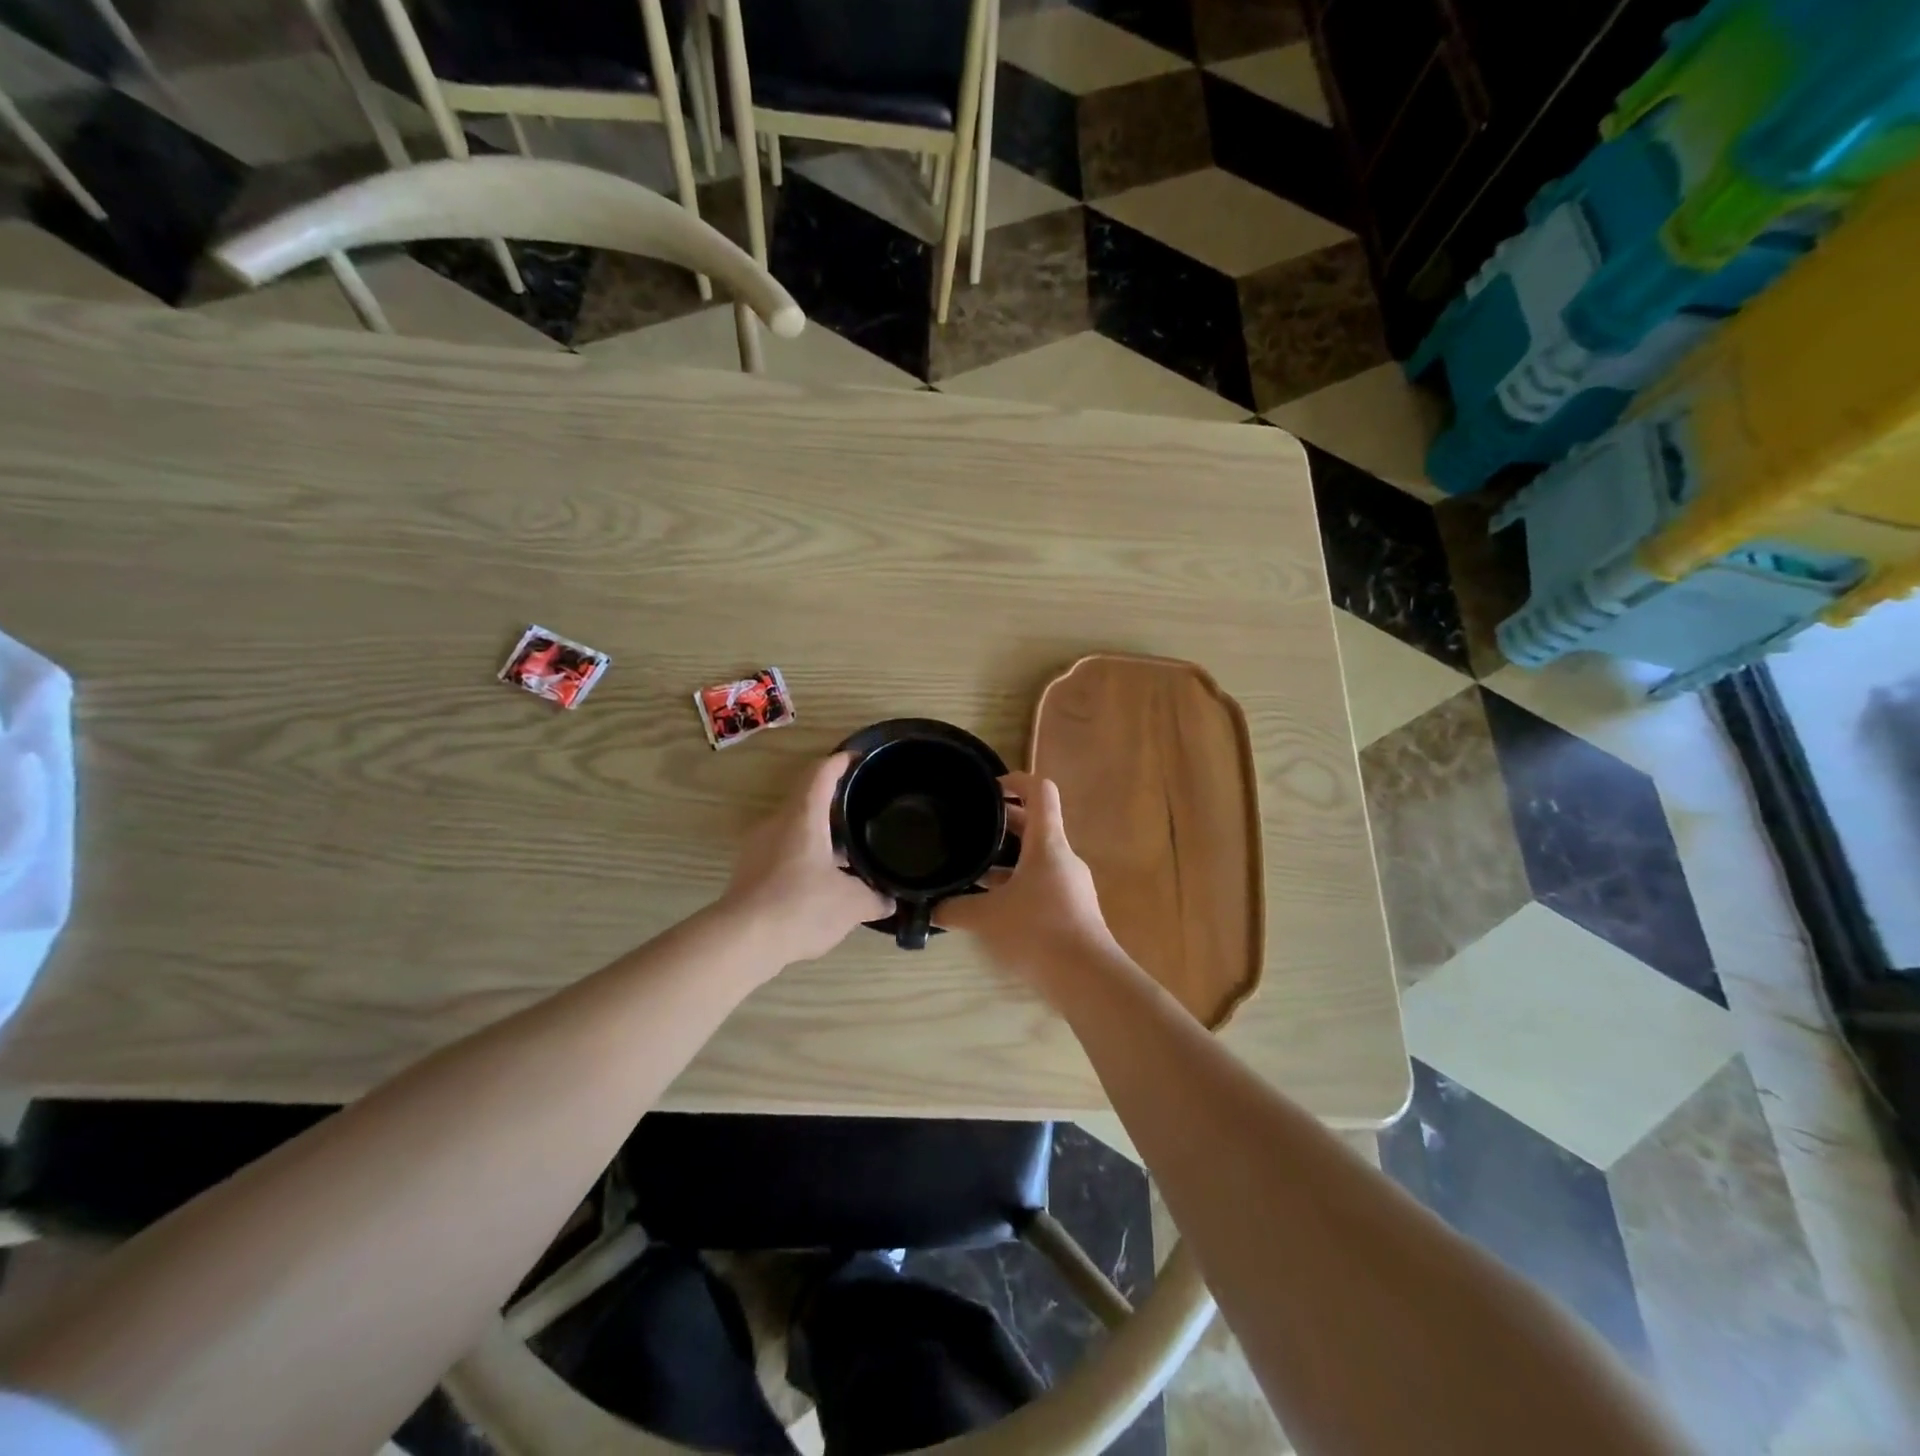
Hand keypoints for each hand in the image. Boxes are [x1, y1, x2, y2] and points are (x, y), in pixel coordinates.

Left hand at [719, 752, 890, 966]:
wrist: (742, 941)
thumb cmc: (801, 907)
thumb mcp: (851, 904)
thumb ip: (874, 898)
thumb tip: (889, 899)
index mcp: (803, 817)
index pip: (820, 774)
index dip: (840, 762)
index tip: (856, 758)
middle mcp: (777, 824)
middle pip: (806, 800)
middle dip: (834, 805)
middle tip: (862, 812)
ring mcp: (758, 848)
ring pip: (794, 830)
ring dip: (820, 836)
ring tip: (847, 854)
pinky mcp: (748, 873)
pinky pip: (782, 854)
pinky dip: (805, 859)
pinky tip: (822, 883)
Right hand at [936, 772, 1118, 981]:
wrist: (1086, 977)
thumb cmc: (1037, 932)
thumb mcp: (987, 918)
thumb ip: (955, 909)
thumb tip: (930, 908)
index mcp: (1047, 844)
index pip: (1040, 791)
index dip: (1016, 780)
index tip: (990, 788)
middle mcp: (1062, 856)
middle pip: (1035, 824)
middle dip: (1003, 821)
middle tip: (970, 826)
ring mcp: (1070, 883)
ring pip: (1037, 856)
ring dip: (1008, 857)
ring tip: (974, 868)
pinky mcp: (1072, 908)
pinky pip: (1042, 882)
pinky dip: (1018, 882)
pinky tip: (994, 904)